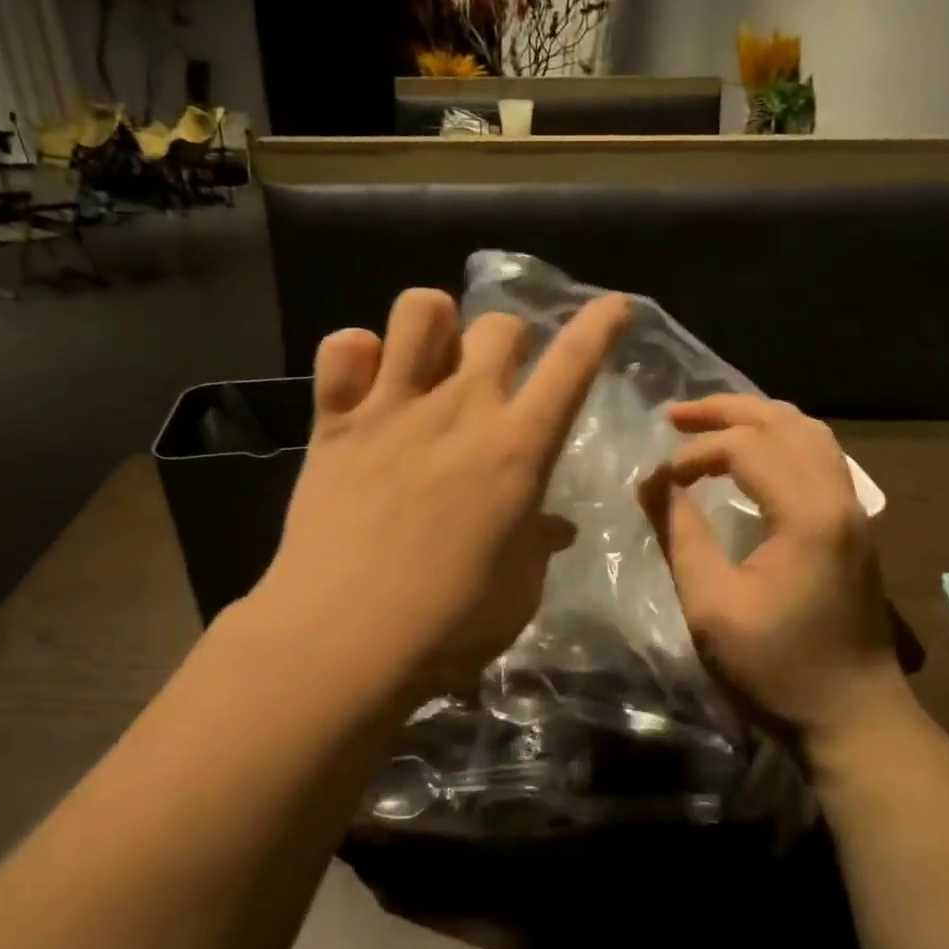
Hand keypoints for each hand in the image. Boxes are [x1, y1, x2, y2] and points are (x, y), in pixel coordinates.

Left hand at [253, 287, 629, 700]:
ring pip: (421, 310)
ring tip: (431, 362)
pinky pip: (342, 348)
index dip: (600, 325)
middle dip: (510, 341)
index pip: (574, 364)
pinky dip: (356, 356)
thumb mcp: (517, 590)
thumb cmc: (449, 625)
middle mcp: (460, 409)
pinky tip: (364, 386)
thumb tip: (552, 527)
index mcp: (517, 448)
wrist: (344, 641)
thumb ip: (536, 545)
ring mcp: (392, 408)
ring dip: (436, 326)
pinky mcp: (334, 422)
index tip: (614, 307)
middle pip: (499, 326)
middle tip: (499, 378)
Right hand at [639, 395, 910, 752]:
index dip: (694, 453)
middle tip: (675, 415)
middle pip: (785, 422)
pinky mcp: (854, 526)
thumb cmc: (776, 669)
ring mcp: (854, 510)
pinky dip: (780, 441)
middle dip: (726, 411)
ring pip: (810, 433)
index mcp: (807, 514)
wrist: (854, 719)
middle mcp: (839, 498)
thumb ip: (680, 535)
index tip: (657, 482)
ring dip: (757, 419)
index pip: (747, 447)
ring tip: (710, 425)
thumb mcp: (711, 606)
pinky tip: (753, 457)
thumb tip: (652, 484)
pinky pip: (820, 457)